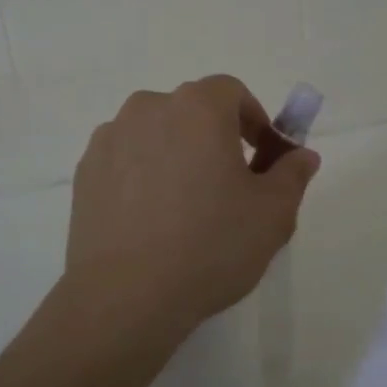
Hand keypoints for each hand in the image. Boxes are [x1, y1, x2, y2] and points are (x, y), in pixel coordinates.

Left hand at [63, 76, 318, 338]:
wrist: (126, 295)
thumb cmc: (210, 245)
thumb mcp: (272, 214)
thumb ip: (292, 174)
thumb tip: (302, 155)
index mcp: (197, 107)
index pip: (232, 91)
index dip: (253, 119)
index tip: (262, 157)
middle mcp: (149, 108)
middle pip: (191, 110)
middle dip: (214, 137)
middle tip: (228, 185)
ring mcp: (110, 138)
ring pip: (155, 133)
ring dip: (175, 154)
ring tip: (184, 206)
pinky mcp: (85, 171)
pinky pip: (125, 159)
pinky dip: (141, 174)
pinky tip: (150, 220)